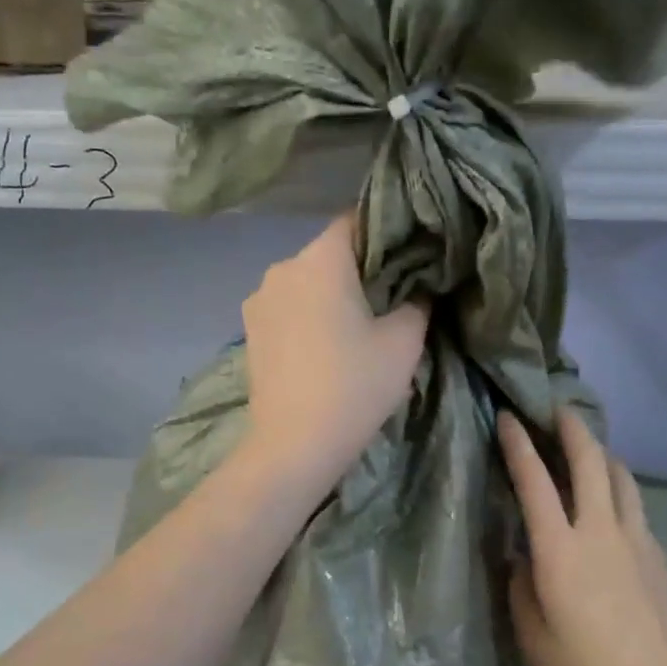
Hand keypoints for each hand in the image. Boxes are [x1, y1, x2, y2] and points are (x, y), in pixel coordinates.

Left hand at [241, 214, 427, 495]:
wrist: (294, 445)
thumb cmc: (354, 386)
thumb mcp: (404, 341)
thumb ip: (417, 302)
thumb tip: (417, 289)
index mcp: (321, 259)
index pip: (357, 221)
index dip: (387, 234)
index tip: (409, 259)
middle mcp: (282, 267)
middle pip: (329, 253)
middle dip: (359, 269)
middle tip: (390, 297)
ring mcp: (259, 300)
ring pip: (306, 282)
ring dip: (330, 294)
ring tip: (356, 326)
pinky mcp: (249, 330)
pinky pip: (287, 308)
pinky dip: (308, 315)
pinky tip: (325, 346)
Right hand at [500, 408, 666, 665]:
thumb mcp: (536, 640)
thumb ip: (522, 590)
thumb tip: (525, 560)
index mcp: (561, 551)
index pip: (535, 482)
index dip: (519, 445)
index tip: (509, 418)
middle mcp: (601, 532)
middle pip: (591, 462)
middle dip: (573, 429)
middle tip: (557, 409)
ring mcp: (638, 542)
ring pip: (622, 478)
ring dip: (602, 454)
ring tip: (588, 448)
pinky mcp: (661, 557)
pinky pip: (636, 506)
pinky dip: (620, 487)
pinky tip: (614, 501)